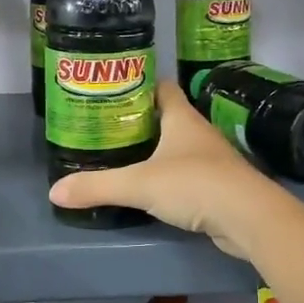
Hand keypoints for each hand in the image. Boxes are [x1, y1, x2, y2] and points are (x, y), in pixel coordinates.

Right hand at [49, 81, 279, 260]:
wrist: (249, 218)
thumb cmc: (195, 184)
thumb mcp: (139, 184)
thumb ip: (97, 186)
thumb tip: (54, 191)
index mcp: (181, 118)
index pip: (161, 87)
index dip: (138, 84)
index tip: (111, 91)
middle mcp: (197, 132)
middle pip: (165, 117)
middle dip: (137, 121)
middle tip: (105, 128)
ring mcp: (210, 160)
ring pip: (176, 147)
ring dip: (153, 150)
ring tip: (120, 157)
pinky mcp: (216, 186)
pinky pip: (185, 174)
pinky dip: (167, 177)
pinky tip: (148, 189)